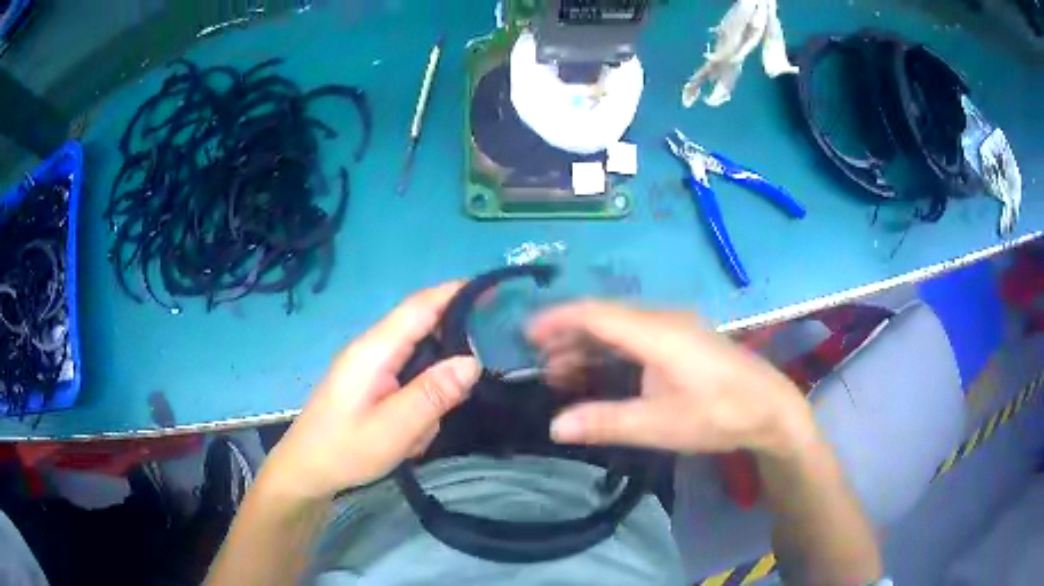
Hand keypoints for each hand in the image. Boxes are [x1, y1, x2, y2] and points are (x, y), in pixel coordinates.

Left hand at [260, 282, 480, 501]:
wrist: (306, 471)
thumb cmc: (345, 450)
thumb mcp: (394, 429)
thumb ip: (433, 394)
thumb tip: (473, 361)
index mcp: (374, 350)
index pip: (420, 306)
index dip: (456, 292)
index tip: (494, 289)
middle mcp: (371, 348)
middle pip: (422, 328)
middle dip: (450, 351)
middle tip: (484, 373)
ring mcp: (369, 366)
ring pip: (418, 359)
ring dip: (431, 390)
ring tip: (426, 430)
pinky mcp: (370, 383)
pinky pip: (406, 379)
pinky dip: (418, 403)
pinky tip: (413, 434)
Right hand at [528, 301, 815, 457]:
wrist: (770, 408)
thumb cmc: (718, 415)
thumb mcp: (659, 425)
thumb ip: (605, 422)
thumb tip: (555, 426)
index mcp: (656, 332)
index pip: (595, 313)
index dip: (558, 319)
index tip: (526, 333)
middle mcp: (663, 319)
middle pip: (604, 318)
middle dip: (568, 337)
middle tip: (541, 365)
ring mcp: (675, 327)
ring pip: (620, 327)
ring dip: (589, 346)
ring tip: (562, 372)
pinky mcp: (683, 340)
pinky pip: (636, 336)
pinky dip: (611, 351)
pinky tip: (601, 371)